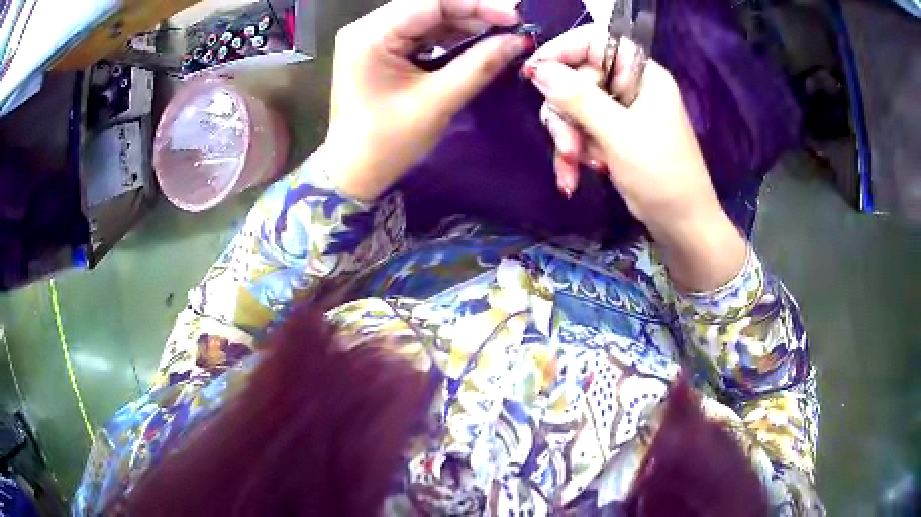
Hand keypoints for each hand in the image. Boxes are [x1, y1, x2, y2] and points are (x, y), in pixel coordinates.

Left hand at [322, 0, 531, 200]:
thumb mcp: (438, 102)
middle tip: (511, 25)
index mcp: (371, 35)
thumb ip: (480, 65)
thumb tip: (518, 41)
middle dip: (472, 11)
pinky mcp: (379, 47)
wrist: (354, 172)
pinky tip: (475, 40)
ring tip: (500, 33)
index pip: (430, 1)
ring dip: (464, 22)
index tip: (514, 17)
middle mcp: (367, 27)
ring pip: (426, 15)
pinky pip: (420, 30)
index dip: (476, 4)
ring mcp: (371, 36)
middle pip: (427, 4)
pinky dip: (449, 34)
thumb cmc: (389, 142)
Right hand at [522, 26, 746, 289]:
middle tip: (569, 146)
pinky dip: (574, 152)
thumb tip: (538, 69)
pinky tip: (572, 176)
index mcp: (641, 73)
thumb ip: (578, 99)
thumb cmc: (661, 176)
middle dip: (565, 114)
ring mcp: (621, 110)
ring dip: (568, 138)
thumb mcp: (618, 134)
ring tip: (575, 166)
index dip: (561, 51)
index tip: (533, 72)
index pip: (595, 42)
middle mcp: (629, 86)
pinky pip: (581, 130)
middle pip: (577, 78)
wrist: (681, 225)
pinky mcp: (614, 133)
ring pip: (574, 107)